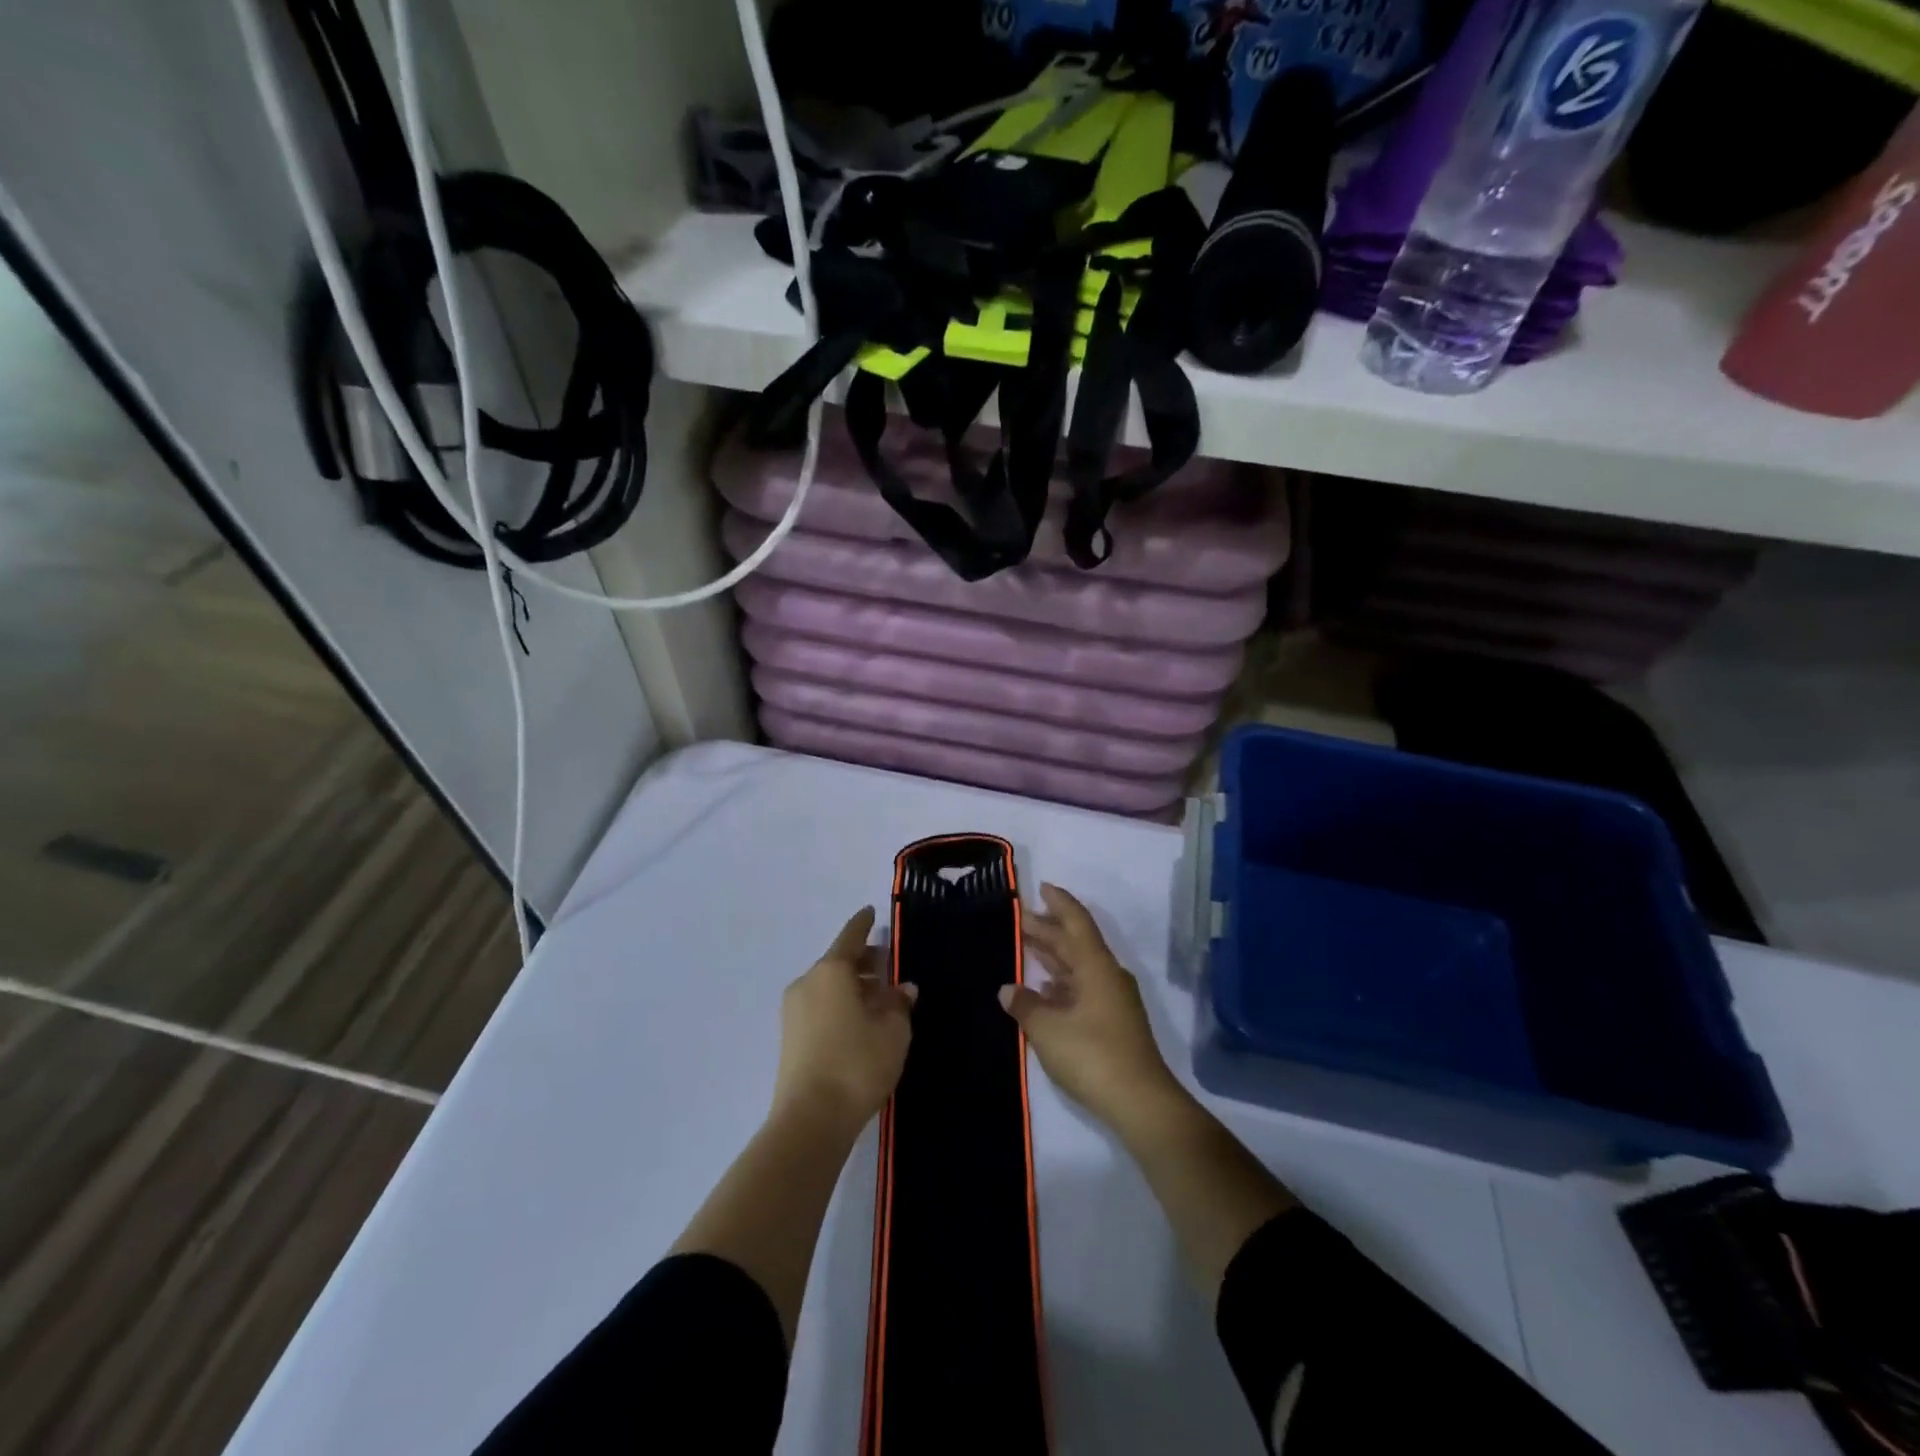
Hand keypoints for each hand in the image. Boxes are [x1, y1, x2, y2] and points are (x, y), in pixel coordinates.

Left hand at [773, 907, 916, 1132]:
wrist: (810, 1120)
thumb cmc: (857, 1064)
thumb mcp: (893, 1031)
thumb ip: (899, 1004)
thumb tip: (903, 988)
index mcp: (831, 971)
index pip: (851, 936)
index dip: (864, 924)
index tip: (872, 912)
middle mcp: (807, 982)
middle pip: (838, 961)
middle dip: (863, 962)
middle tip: (888, 967)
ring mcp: (794, 1011)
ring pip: (828, 985)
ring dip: (852, 986)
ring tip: (879, 1000)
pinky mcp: (790, 1037)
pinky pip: (820, 1006)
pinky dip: (839, 1004)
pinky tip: (859, 1022)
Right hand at [1000, 884, 1180, 1131]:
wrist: (1141, 1103)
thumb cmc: (1093, 1056)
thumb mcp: (1048, 1029)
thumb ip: (1025, 1005)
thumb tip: (1008, 989)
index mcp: (1097, 966)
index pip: (1076, 922)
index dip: (1059, 902)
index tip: (1041, 886)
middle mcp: (1107, 975)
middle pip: (1076, 942)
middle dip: (1048, 928)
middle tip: (1019, 918)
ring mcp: (1113, 1000)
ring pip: (1079, 965)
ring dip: (1054, 955)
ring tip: (1026, 946)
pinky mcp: (1113, 1022)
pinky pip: (1083, 987)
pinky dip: (1062, 981)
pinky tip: (1043, 988)